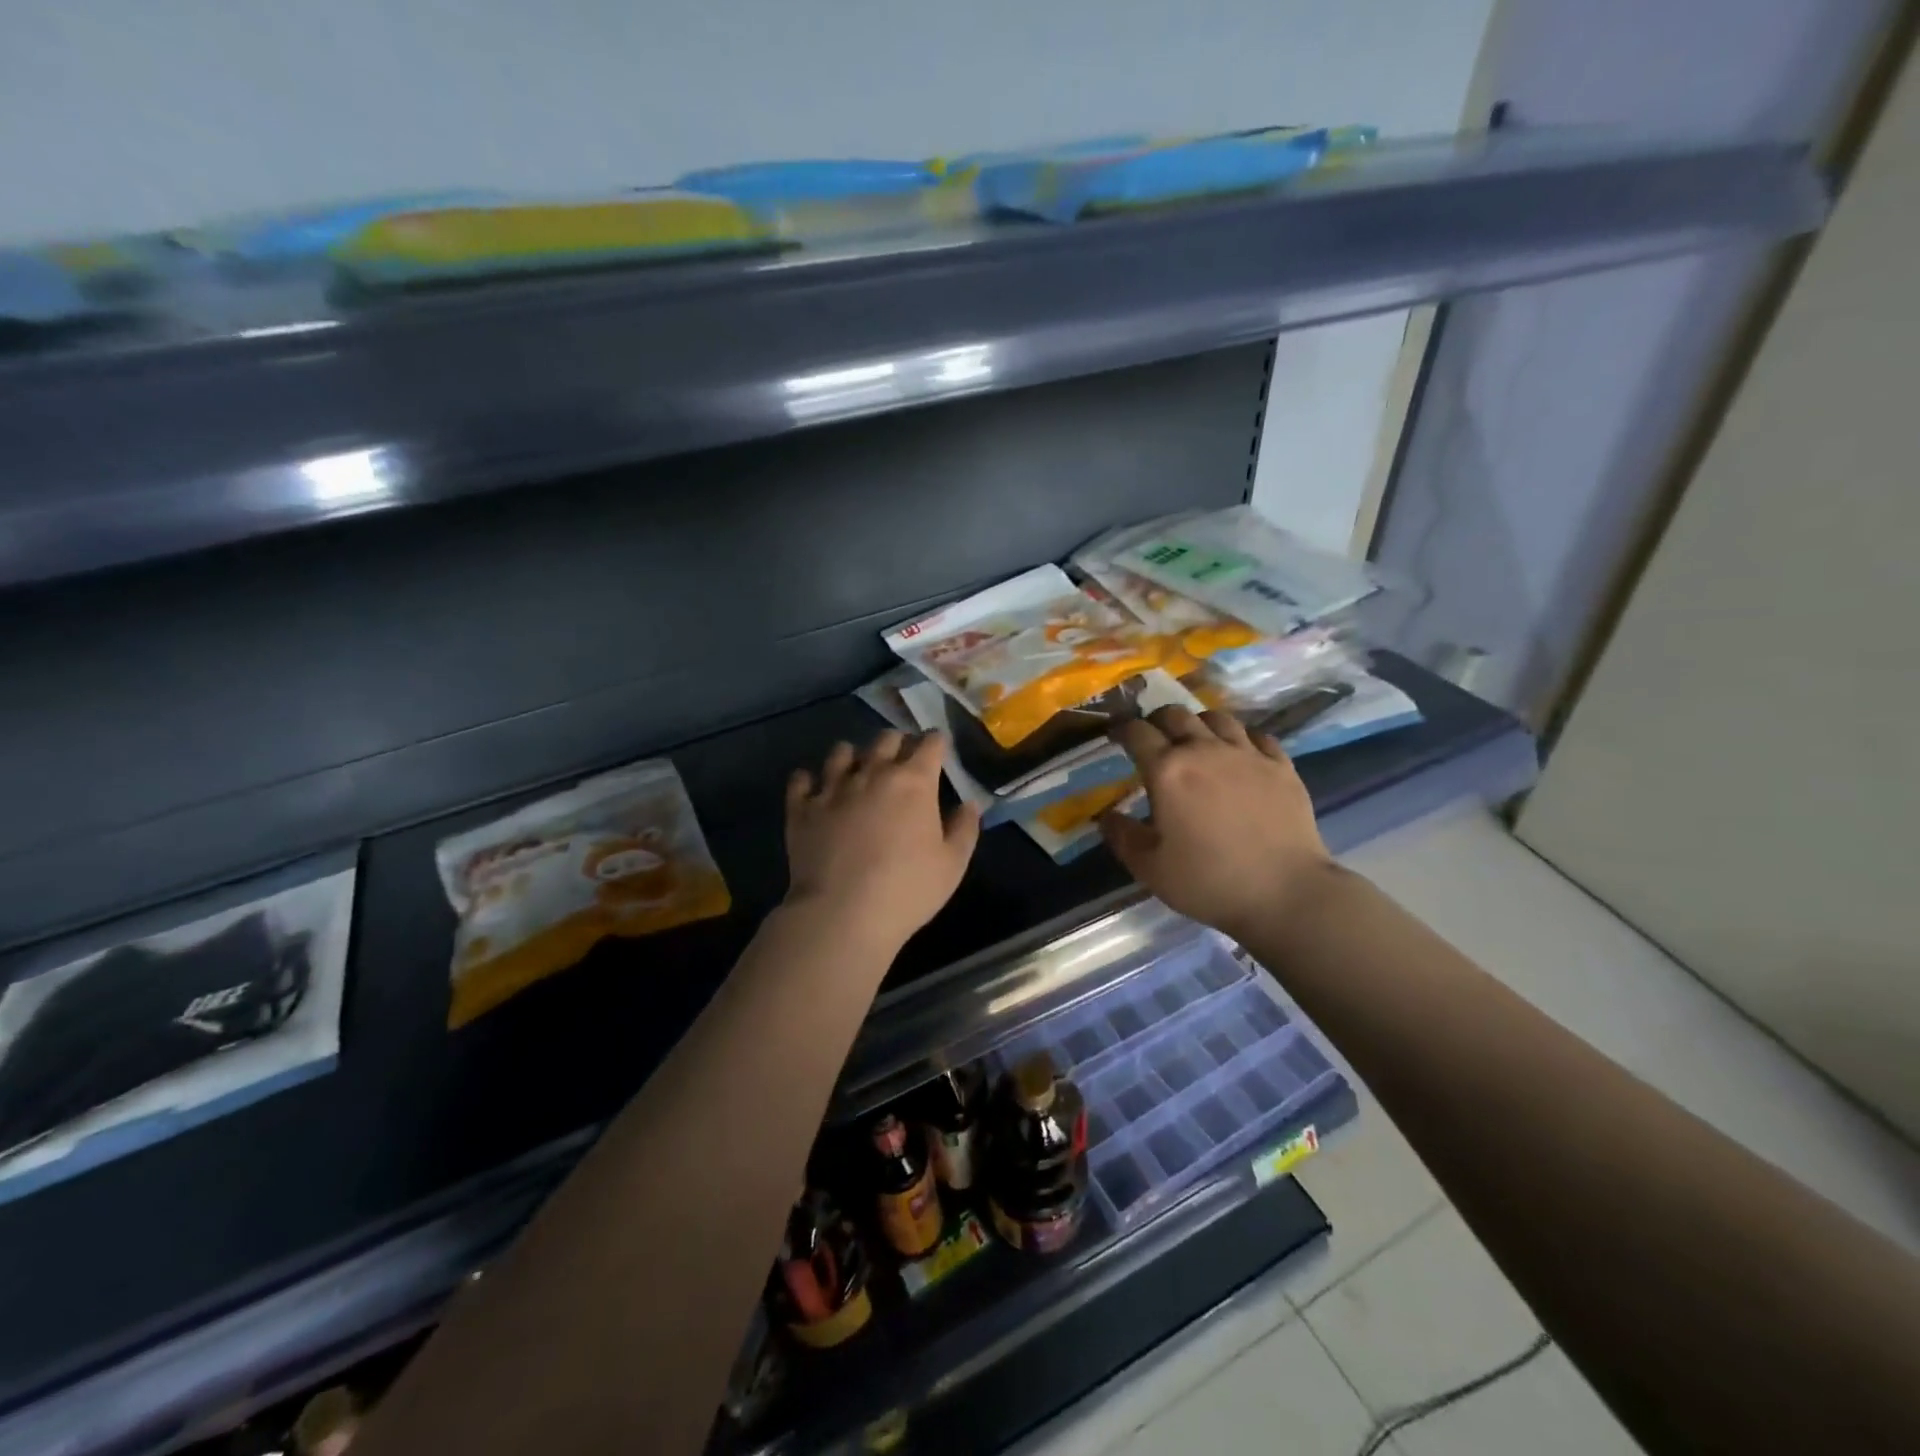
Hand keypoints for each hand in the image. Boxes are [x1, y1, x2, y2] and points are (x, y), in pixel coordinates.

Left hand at [784, 731, 981, 949]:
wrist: (842, 913)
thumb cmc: (907, 890)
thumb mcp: (951, 865)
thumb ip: (964, 829)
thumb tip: (970, 804)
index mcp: (914, 782)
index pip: (930, 743)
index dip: (936, 742)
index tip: (938, 748)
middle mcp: (873, 773)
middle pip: (886, 739)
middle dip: (898, 743)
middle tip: (902, 761)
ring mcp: (833, 787)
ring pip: (842, 751)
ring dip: (854, 755)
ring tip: (857, 770)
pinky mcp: (802, 808)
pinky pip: (801, 779)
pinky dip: (809, 780)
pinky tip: (814, 788)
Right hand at [1099, 706, 1333, 938]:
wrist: (1285, 893)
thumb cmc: (1208, 881)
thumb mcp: (1149, 868)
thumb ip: (1122, 836)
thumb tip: (1106, 816)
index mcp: (1167, 770)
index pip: (1136, 732)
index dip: (1121, 729)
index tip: (1116, 736)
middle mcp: (1204, 750)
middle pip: (1175, 714)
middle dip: (1157, 721)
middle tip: (1153, 738)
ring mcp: (1247, 754)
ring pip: (1217, 718)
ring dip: (1199, 724)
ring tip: (1196, 741)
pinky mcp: (1281, 766)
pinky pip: (1257, 736)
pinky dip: (1241, 739)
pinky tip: (1240, 754)